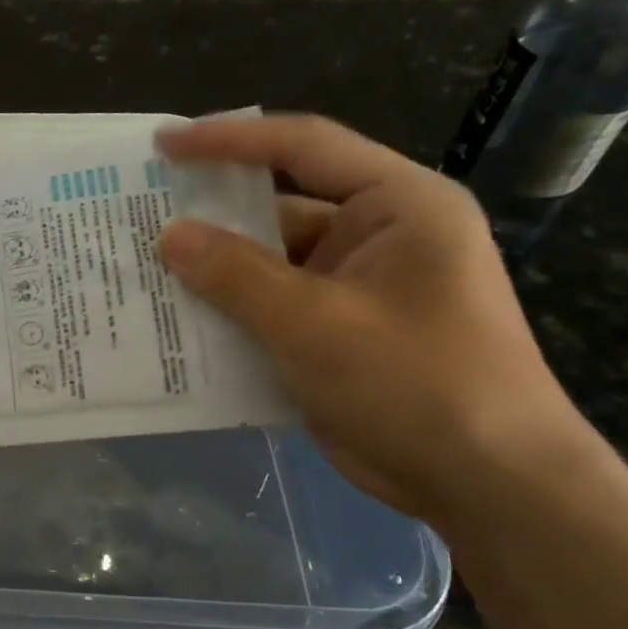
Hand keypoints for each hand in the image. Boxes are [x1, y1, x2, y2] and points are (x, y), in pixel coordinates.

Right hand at [156, 114, 580, 523]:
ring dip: (213, 273)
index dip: (229, 140)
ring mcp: (355, 288)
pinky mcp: (338, 333)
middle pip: (279, 208)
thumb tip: (168, 234)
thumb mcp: (316, 324)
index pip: (304, 147)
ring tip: (142, 271)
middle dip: (210, 216)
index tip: (163, 145)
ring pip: (269, 265)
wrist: (488, 488)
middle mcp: (377, 235)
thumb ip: (236, 275)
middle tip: (139, 214)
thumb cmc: (416, 385)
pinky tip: (177, 322)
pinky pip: (272, 308)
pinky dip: (230, 314)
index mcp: (397, 206)